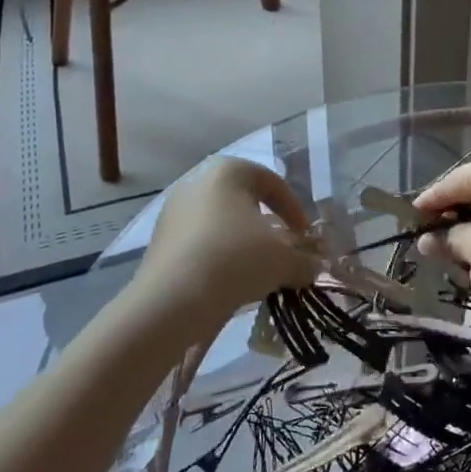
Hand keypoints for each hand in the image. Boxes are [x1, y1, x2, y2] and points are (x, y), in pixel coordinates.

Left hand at [133, 158, 315, 325]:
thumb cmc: (236, 260)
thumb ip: (304, 261)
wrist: (173, 300)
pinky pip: (199, 242)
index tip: (304, 236)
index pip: (272, 183)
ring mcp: (173, 210)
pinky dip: (217, 256)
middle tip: (281, 250)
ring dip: (241, 242)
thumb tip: (312, 268)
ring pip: (219, 222)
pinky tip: (227, 281)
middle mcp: (197, 181)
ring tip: (255, 270)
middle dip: (266, 225)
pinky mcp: (158, 240)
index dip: (294, 210)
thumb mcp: (283, 261)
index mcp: (229, 171)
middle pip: (243, 200)